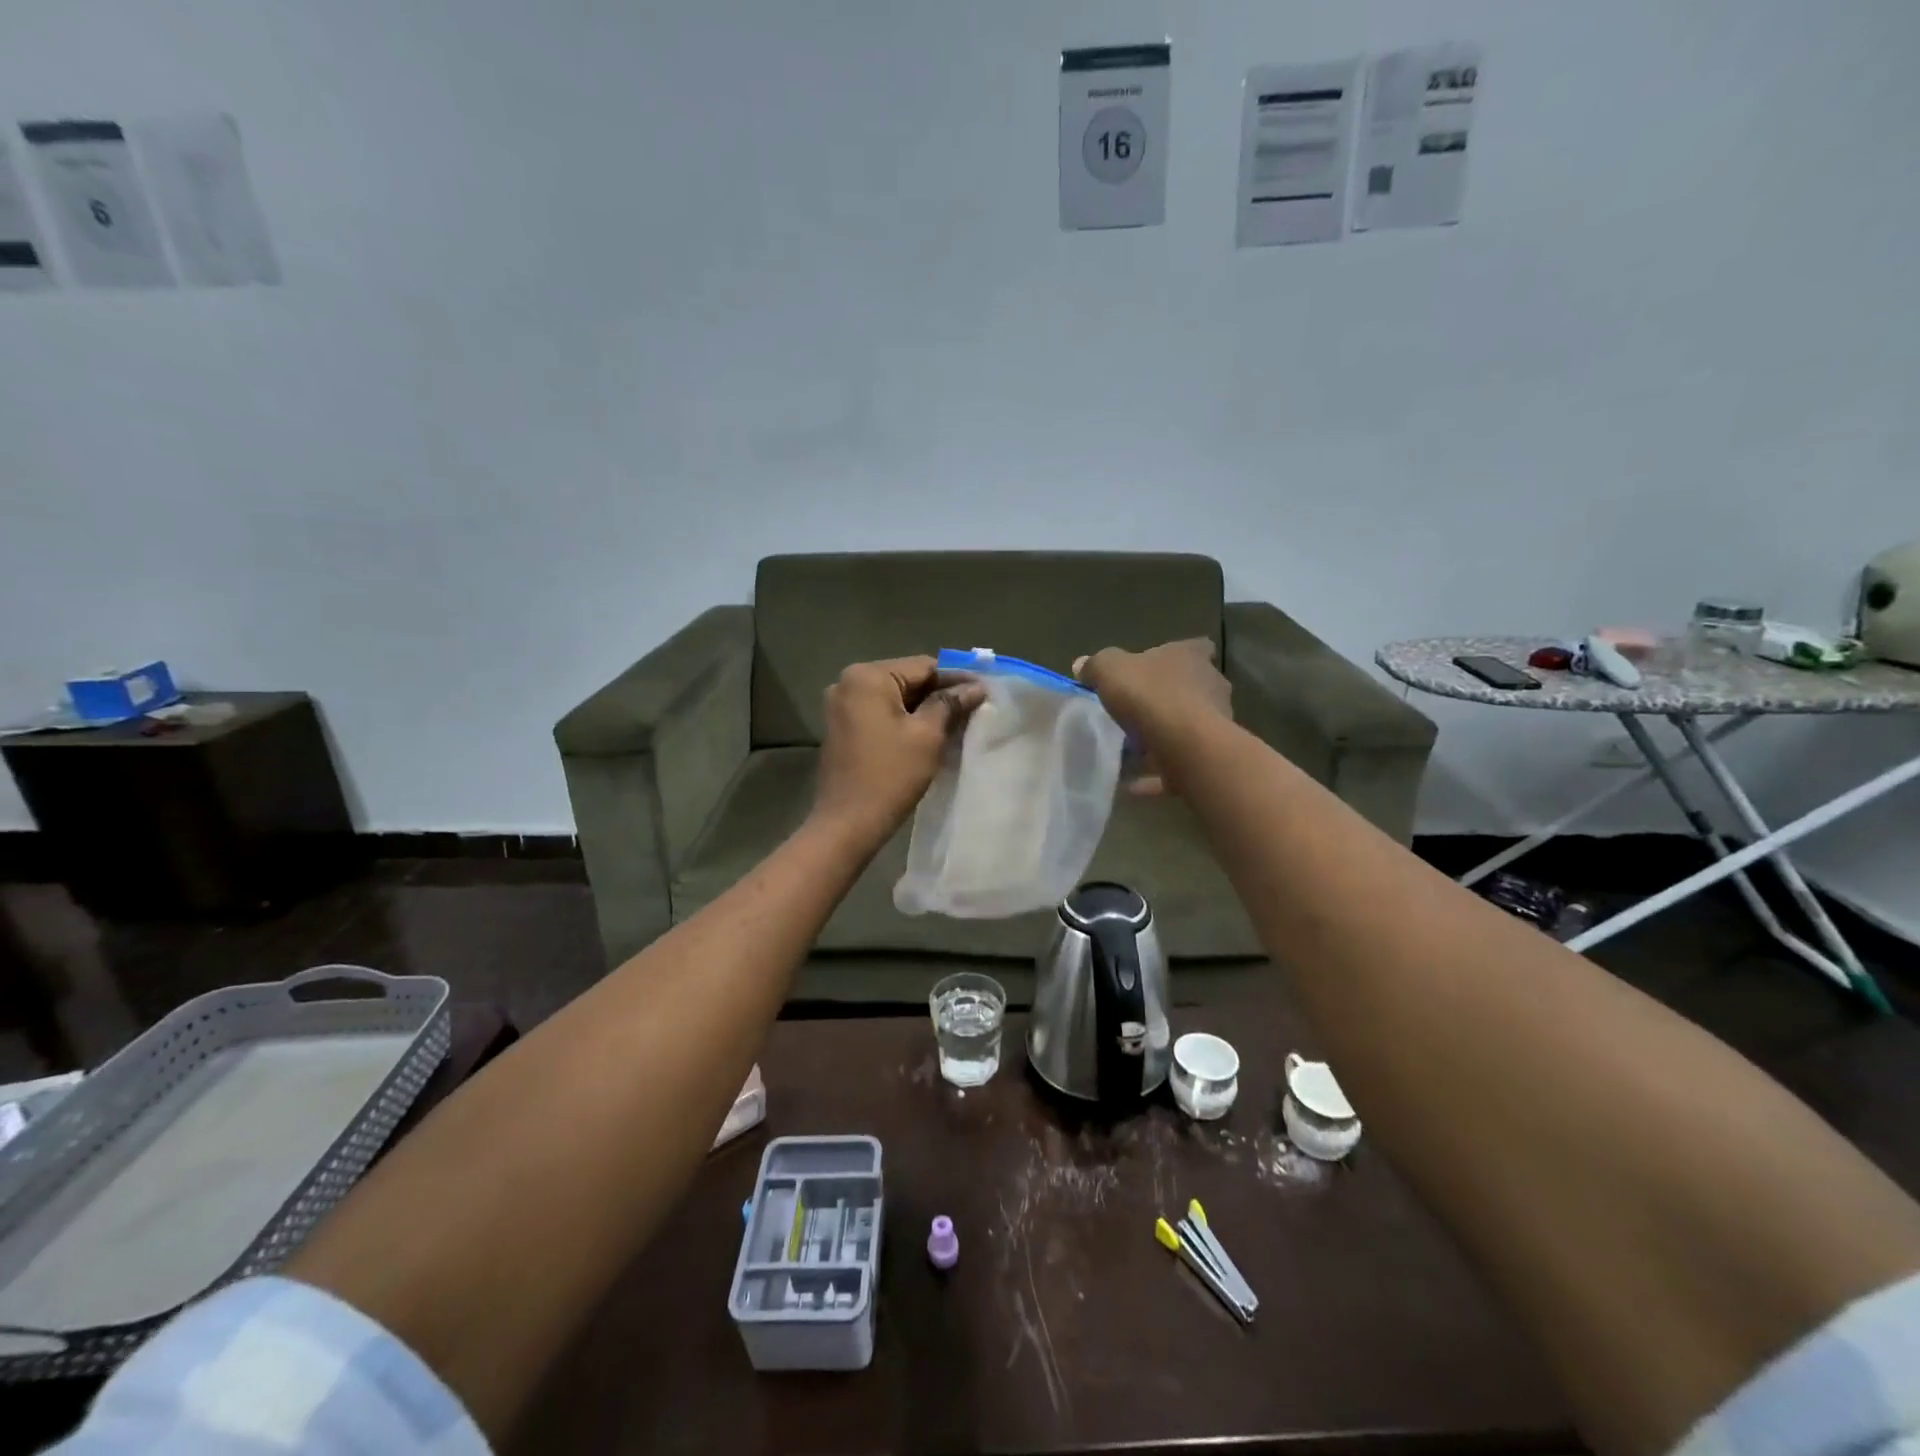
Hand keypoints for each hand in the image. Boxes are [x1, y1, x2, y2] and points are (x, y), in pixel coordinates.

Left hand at [812, 657, 985, 844]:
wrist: (848, 823)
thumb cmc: (890, 775)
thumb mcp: (927, 735)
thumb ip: (950, 704)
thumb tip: (975, 687)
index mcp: (867, 676)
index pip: (923, 666)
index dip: (956, 678)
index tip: (984, 692)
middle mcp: (848, 682)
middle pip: (907, 679)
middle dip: (939, 693)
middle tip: (974, 708)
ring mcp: (841, 705)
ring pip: (894, 697)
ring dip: (923, 708)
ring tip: (956, 722)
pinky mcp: (841, 727)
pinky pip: (880, 713)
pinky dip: (903, 719)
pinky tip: (927, 734)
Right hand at [1074, 640, 1231, 794]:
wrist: (1185, 745)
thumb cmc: (1150, 696)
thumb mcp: (1110, 670)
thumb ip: (1096, 666)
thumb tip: (1082, 665)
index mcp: (1191, 657)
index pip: (1195, 647)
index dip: (1176, 656)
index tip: (1156, 668)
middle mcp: (1211, 685)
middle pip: (1192, 688)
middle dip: (1167, 699)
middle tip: (1136, 713)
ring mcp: (1216, 723)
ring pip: (1187, 727)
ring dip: (1163, 738)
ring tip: (1131, 753)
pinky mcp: (1209, 756)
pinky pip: (1178, 764)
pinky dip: (1157, 774)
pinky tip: (1132, 785)